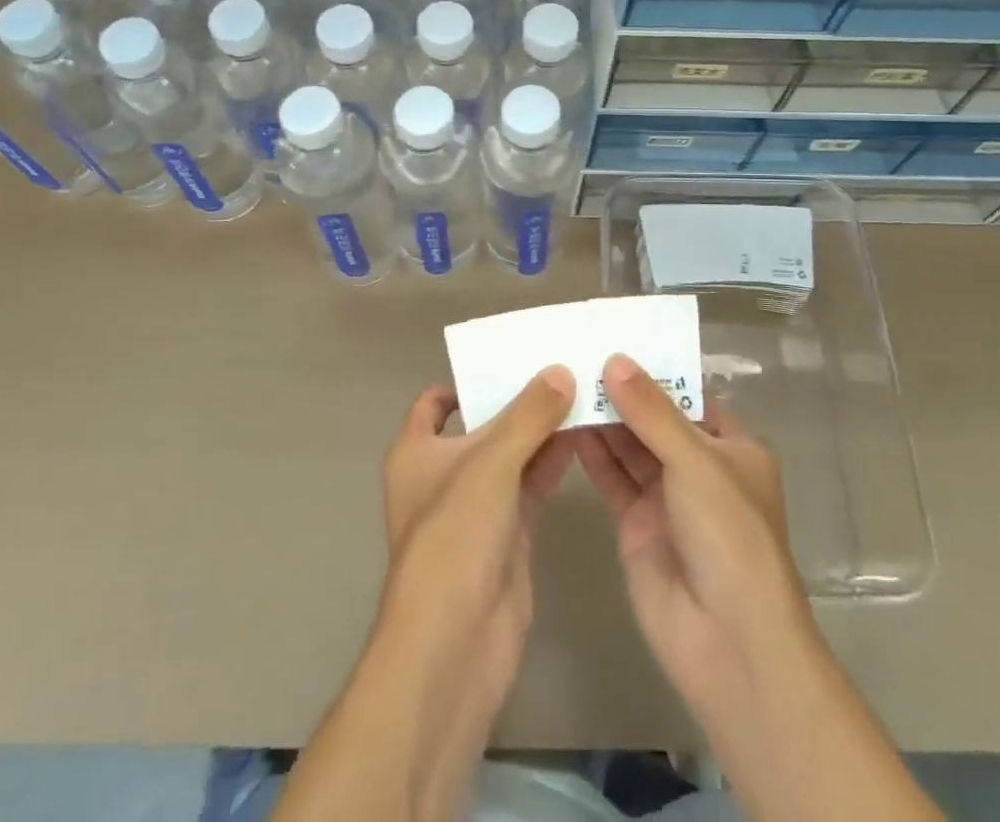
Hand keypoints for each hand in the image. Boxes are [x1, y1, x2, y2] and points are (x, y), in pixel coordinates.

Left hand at [379, 367, 576, 706]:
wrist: (456, 641)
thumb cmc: (455, 536)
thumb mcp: (490, 462)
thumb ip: (528, 415)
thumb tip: (560, 370)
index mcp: (416, 451)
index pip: (435, 402)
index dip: (466, 380)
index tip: (508, 359)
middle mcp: (443, 474)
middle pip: (482, 425)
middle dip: (517, 401)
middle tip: (561, 366)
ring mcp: (476, 507)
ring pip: (511, 455)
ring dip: (541, 430)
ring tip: (581, 392)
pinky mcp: (506, 535)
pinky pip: (530, 486)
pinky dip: (552, 463)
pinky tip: (583, 437)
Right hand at [573, 355, 804, 713]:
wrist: (727, 641)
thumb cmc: (728, 536)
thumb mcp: (695, 462)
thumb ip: (652, 412)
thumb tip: (615, 360)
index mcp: (731, 447)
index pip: (689, 395)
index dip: (656, 369)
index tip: (614, 339)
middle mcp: (699, 468)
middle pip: (655, 419)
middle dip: (621, 392)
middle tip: (576, 354)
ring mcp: (666, 497)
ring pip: (629, 446)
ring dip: (602, 418)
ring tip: (563, 380)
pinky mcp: (637, 524)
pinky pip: (612, 478)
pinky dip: (591, 454)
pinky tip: (563, 424)